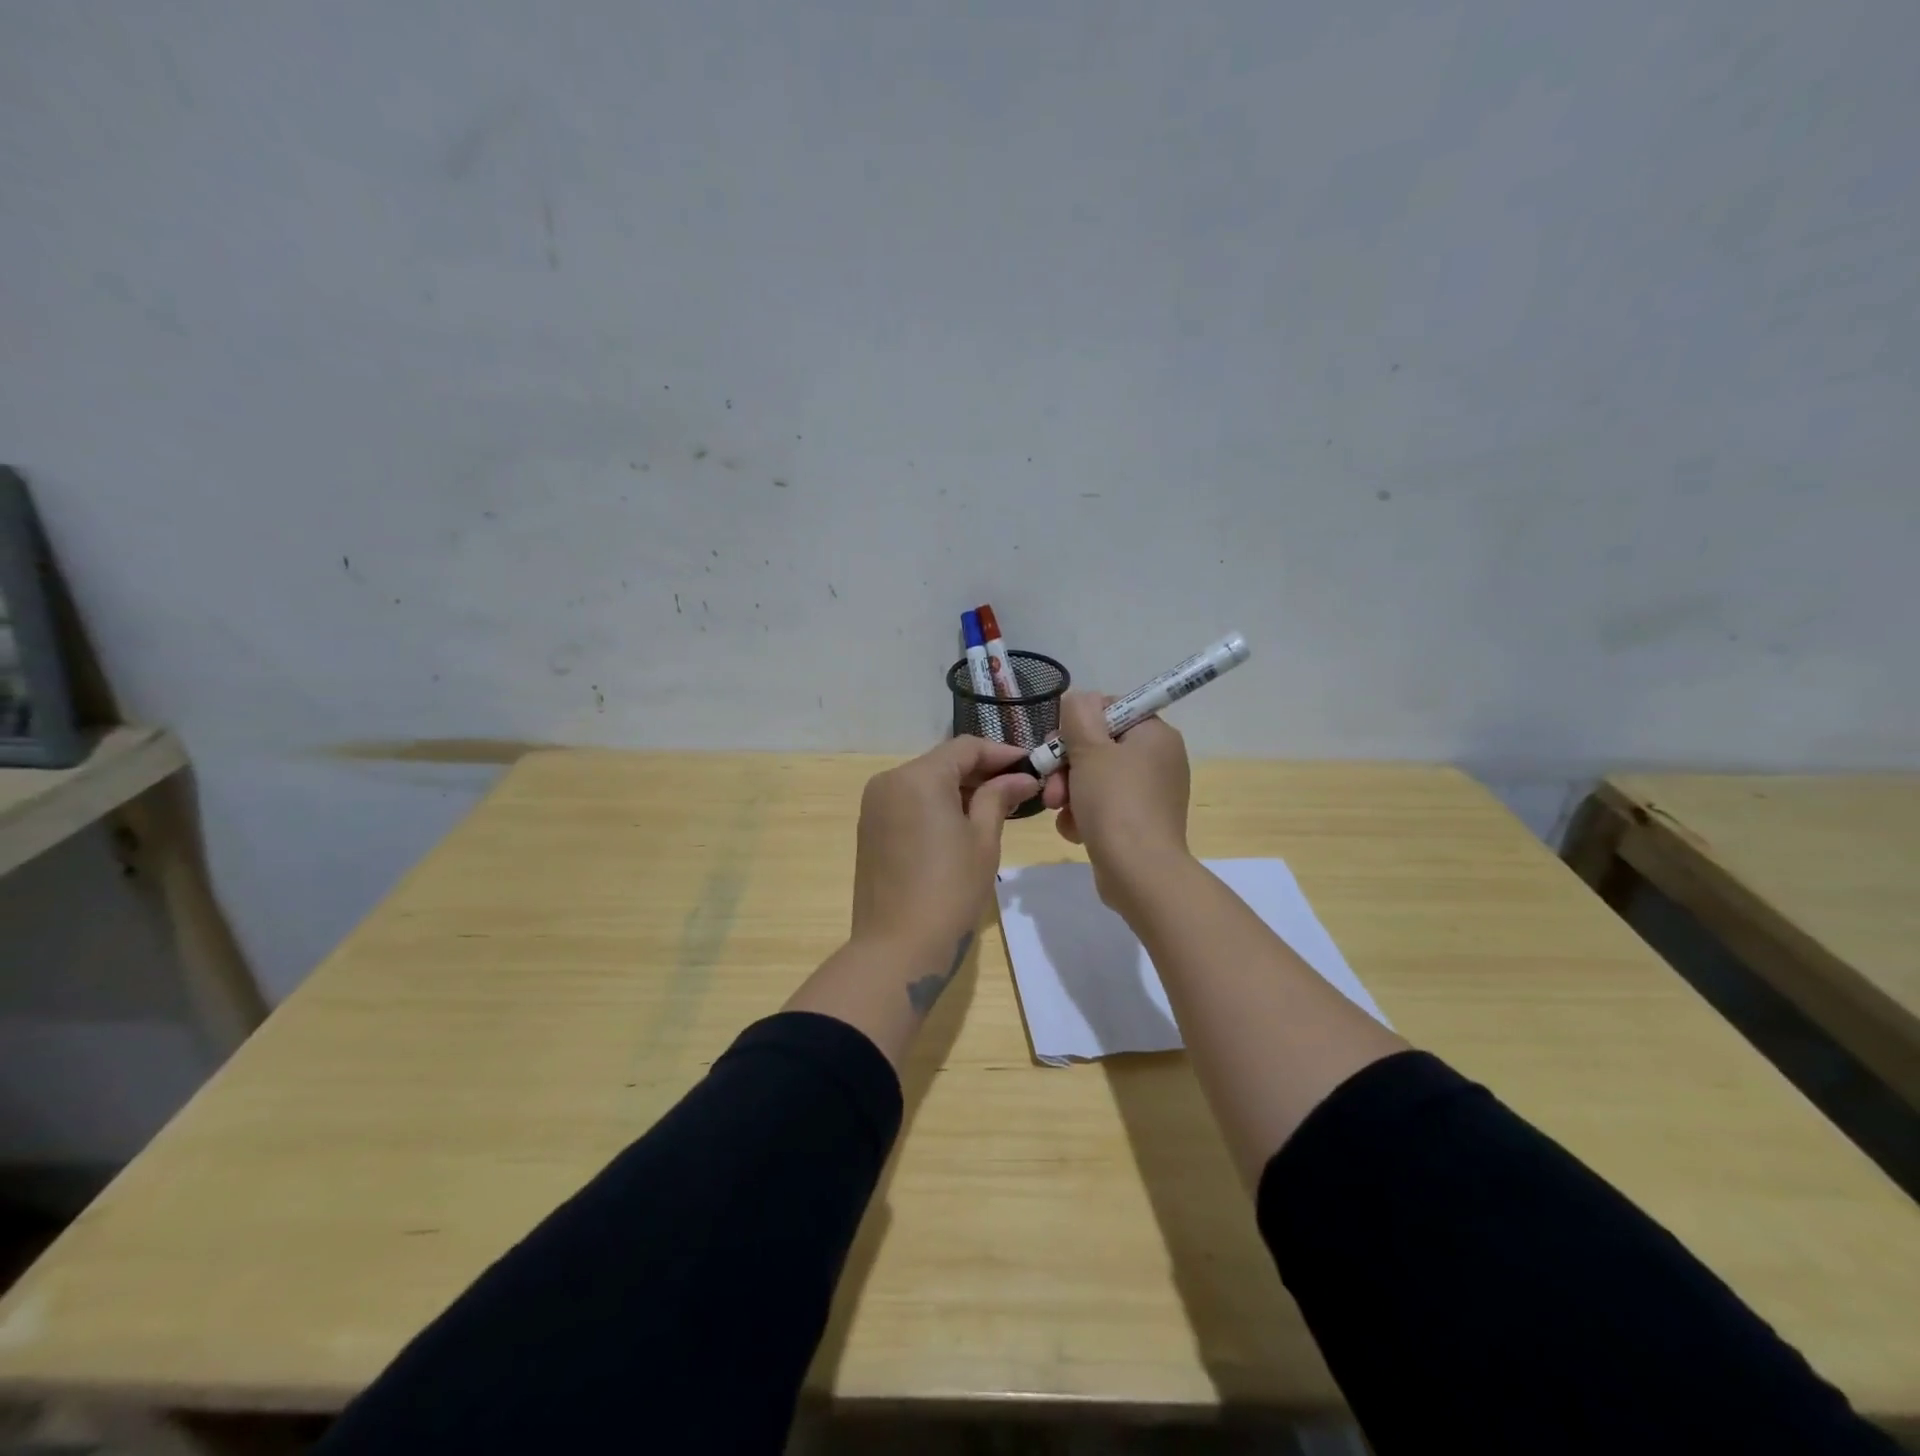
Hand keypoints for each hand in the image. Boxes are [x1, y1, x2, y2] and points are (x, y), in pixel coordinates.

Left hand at [851, 736, 1040, 957]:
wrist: (896, 948)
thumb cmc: (950, 891)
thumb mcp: (983, 840)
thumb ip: (998, 798)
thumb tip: (1020, 777)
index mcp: (918, 776)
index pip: (965, 747)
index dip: (1002, 753)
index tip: (1032, 766)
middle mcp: (889, 781)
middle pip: (942, 762)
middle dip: (981, 772)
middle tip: (1019, 789)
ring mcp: (874, 806)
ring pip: (925, 782)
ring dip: (959, 788)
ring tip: (997, 807)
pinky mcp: (870, 829)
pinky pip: (909, 803)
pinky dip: (936, 805)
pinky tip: (962, 824)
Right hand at [1042, 691, 1191, 904]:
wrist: (1139, 872)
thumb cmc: (1115, 802)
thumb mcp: (1089, 749)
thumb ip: (1079, 714)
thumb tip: (1079, 698)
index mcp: (1155, 735)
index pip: (1111, 709)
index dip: (1078, 724)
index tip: (1057, 744)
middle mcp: (1159, 760)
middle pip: (1099, 747)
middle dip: (1067, 766)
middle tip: (1051, 784)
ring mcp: (1151, 794)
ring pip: (1096, 779)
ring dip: (1069, 792)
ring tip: (1058, 811)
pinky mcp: (1140, 823)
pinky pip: (1104, 807)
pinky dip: (1084, 815)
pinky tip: (1074, 830)